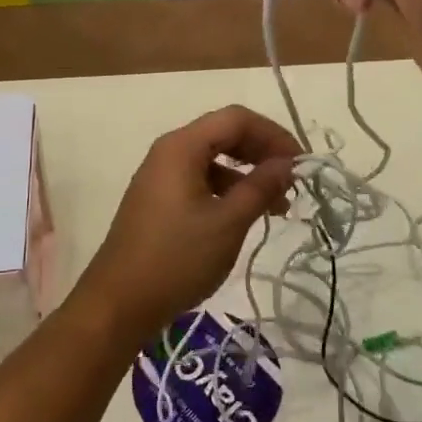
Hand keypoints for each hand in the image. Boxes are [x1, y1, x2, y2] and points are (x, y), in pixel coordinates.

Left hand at [72, 105, 299, 343]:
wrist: (119, 302)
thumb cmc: (177, 258)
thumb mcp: (228, 222)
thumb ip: (261, 186)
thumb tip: (288, 163)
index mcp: (182, 146)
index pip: (236, 118)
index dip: (274, 135)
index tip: (302, 163)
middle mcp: (169, 151)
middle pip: (224, 134)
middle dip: (262, 153)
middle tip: (294, 181)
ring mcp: (161, 176)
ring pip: (213, 159)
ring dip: (248, 175)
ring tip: (279, 206)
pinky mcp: (159, 199)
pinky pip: (200, 180)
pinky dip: (227, 190)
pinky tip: (246, 216)